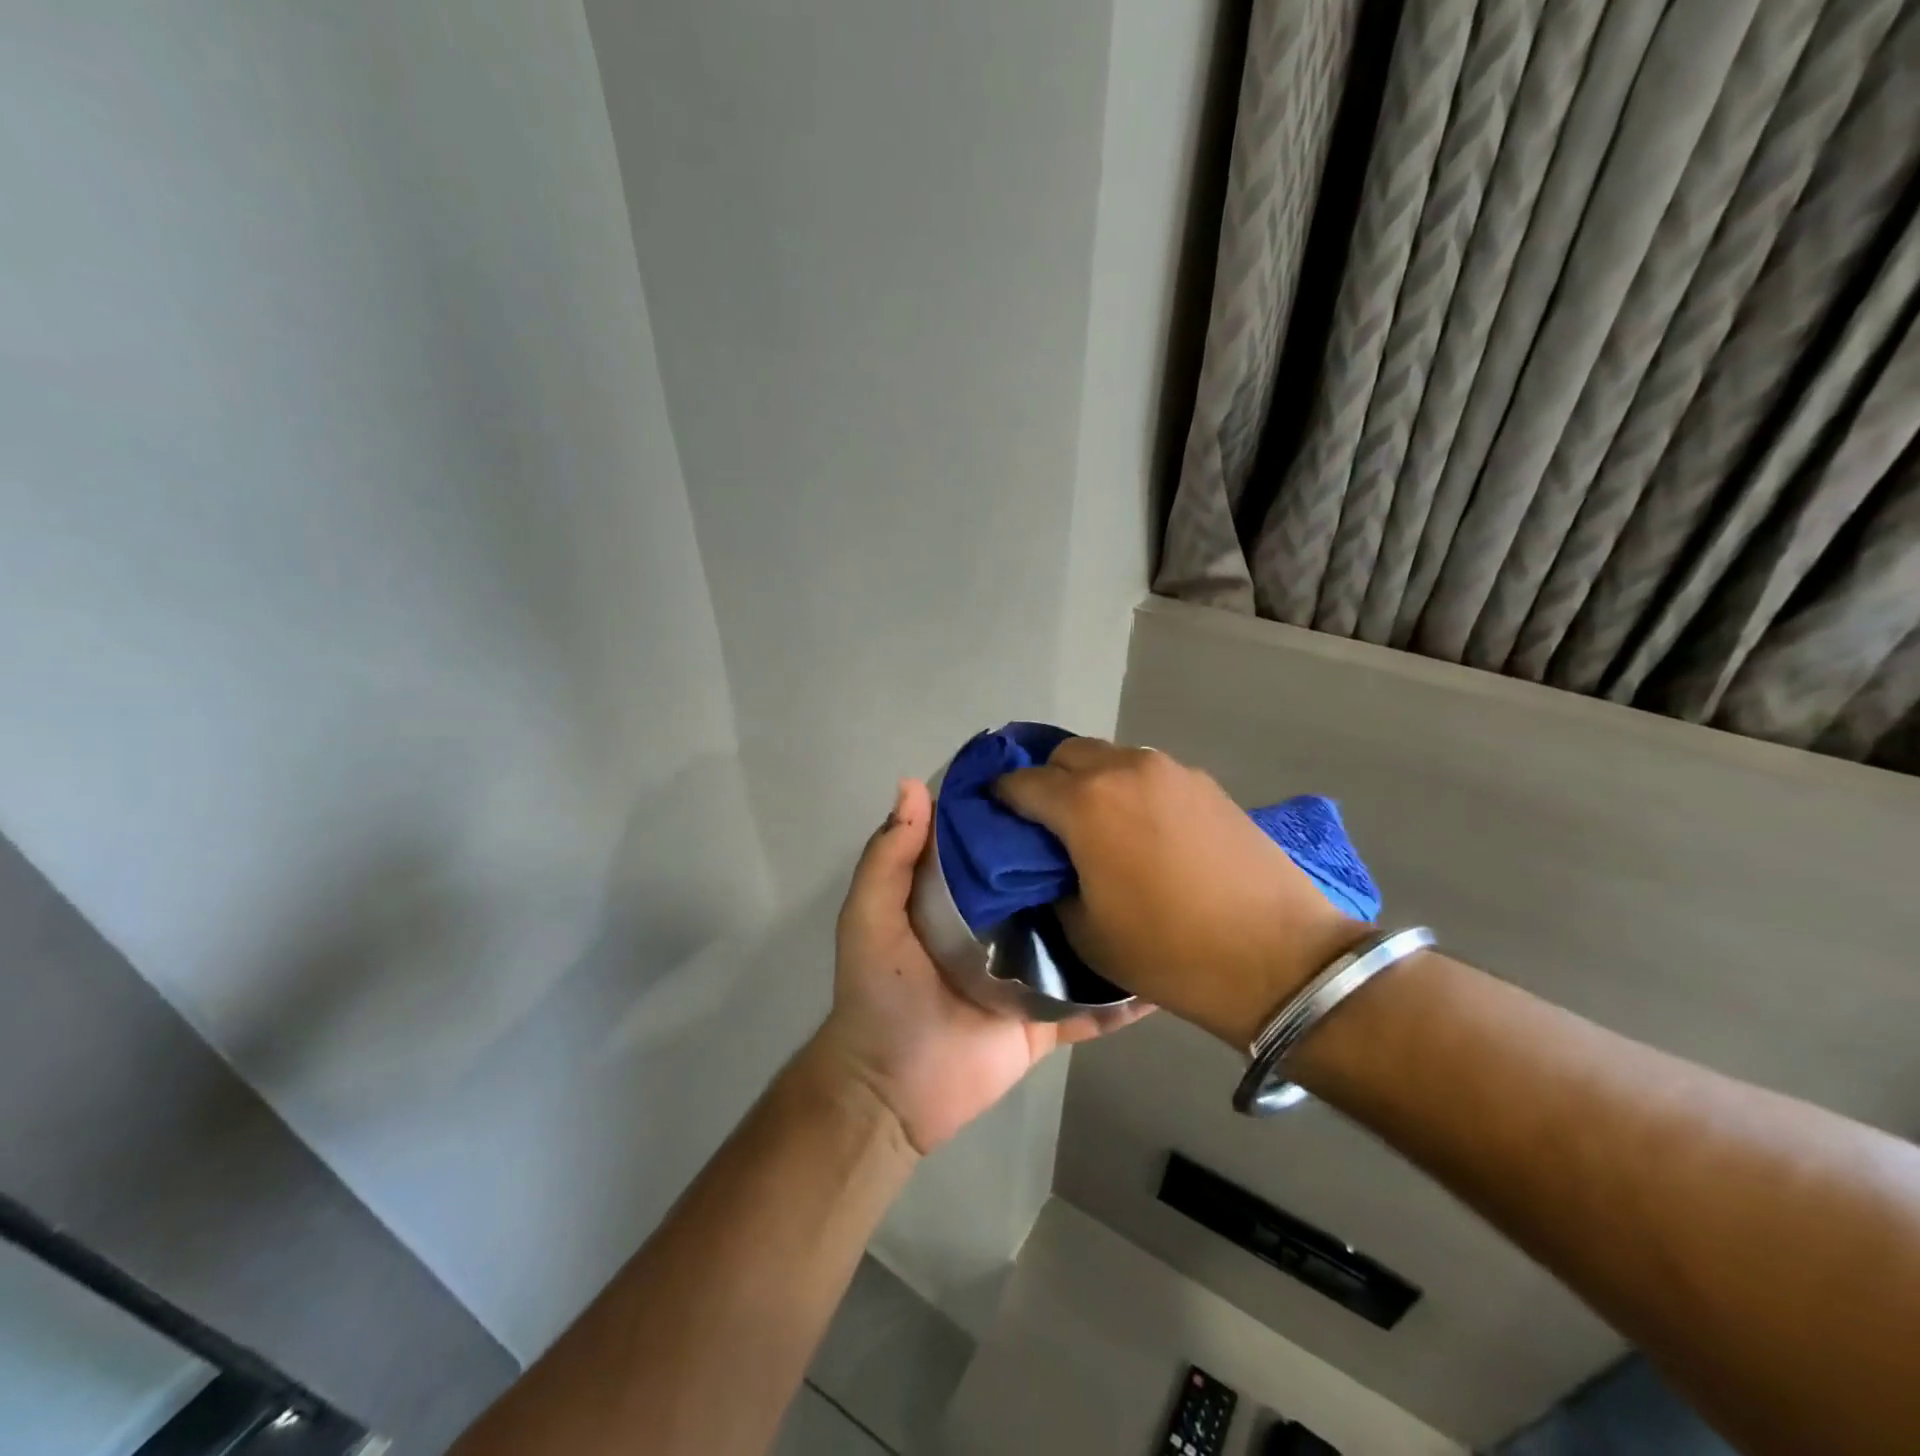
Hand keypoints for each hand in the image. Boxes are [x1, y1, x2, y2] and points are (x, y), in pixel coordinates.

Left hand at [813, 778, 1150, 1154]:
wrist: (893, 1092)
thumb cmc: (879, 995)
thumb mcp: (870, 917)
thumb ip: (888, 857)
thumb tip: (912, 783)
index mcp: (958, 899)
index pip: (995, 846)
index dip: (1023, 814)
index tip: (1064, 777)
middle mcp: (999, 928)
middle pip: (1045, 889)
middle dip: (1080, 863)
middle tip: (1132, 829)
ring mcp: (1028, 976)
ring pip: (1078, 942)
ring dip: (1111, 923)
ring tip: (1165, 889)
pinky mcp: (1047, 1021)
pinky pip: (1093, 1008)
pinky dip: (1126, 997)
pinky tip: (1167, 973)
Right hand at [994, 739, 1370, 1047]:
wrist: (1278, 958)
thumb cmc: (1169, 951)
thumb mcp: (1086, 932)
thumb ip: (1050, 886)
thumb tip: (1045, 866)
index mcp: (1085, 803)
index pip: (1021, 783)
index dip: (1000, 798)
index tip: (994, 816)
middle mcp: (1124, 770)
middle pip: (1065, 754)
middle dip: (1045, 780)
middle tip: (1044, 822)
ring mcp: (1170, 771)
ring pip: (1110, 758)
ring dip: (1089, 781)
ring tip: (1094, 824)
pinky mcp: (1205, 783)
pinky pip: (1147, 772)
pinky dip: (1129, 788)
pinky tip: (1141, 828)